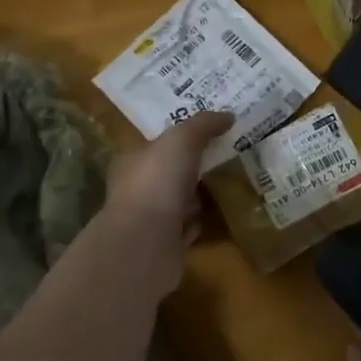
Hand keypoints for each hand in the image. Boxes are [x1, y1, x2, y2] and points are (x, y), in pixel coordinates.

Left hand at [105, 112, 233, 246]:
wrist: (146, 243)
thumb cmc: (157, 182)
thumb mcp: (181, 140)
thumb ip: (203, 125)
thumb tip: (228, 115)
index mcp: (133, 160)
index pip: (155, 143)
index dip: (179, 136)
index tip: (208, 132)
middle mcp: (137, 189)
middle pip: (168, 172)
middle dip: (192, 166)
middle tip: (226, 156)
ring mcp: (150, 219)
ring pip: (178, 201)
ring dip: (198, 196)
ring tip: (228, 184)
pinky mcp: (165, 245)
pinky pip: (186, 228)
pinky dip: (200, 223)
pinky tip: (217, 216)